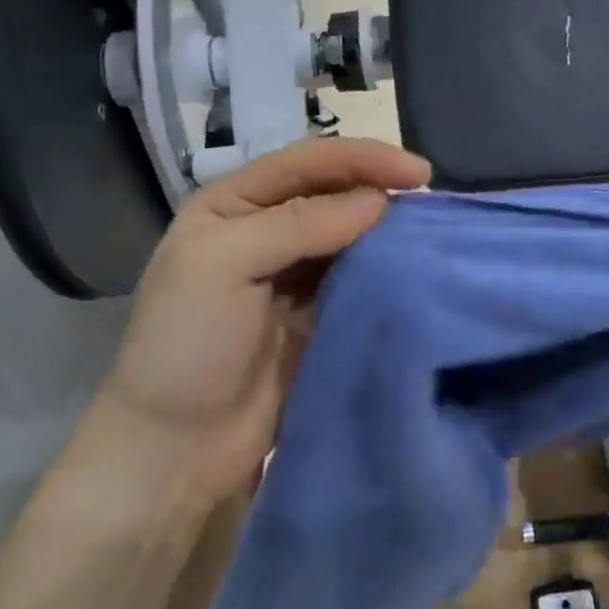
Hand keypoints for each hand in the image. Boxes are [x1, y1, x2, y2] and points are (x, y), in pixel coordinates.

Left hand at [105, 138, 430, 503]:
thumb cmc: (187, 344)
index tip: (418, 173)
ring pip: (351, 235)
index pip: (306, 163)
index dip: (362, 159)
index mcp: (233, 205)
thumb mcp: (224, 264)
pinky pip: (359, 281)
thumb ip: (298, 223)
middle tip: (432, 201)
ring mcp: (294, 276)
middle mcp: (266, 231)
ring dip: (388, 230)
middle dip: (380, 189)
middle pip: (333, 193)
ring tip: (433, 230)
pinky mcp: (320, 316)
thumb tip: (379, 200)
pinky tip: (415, 268)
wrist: (175, 449)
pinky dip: (386, 271)